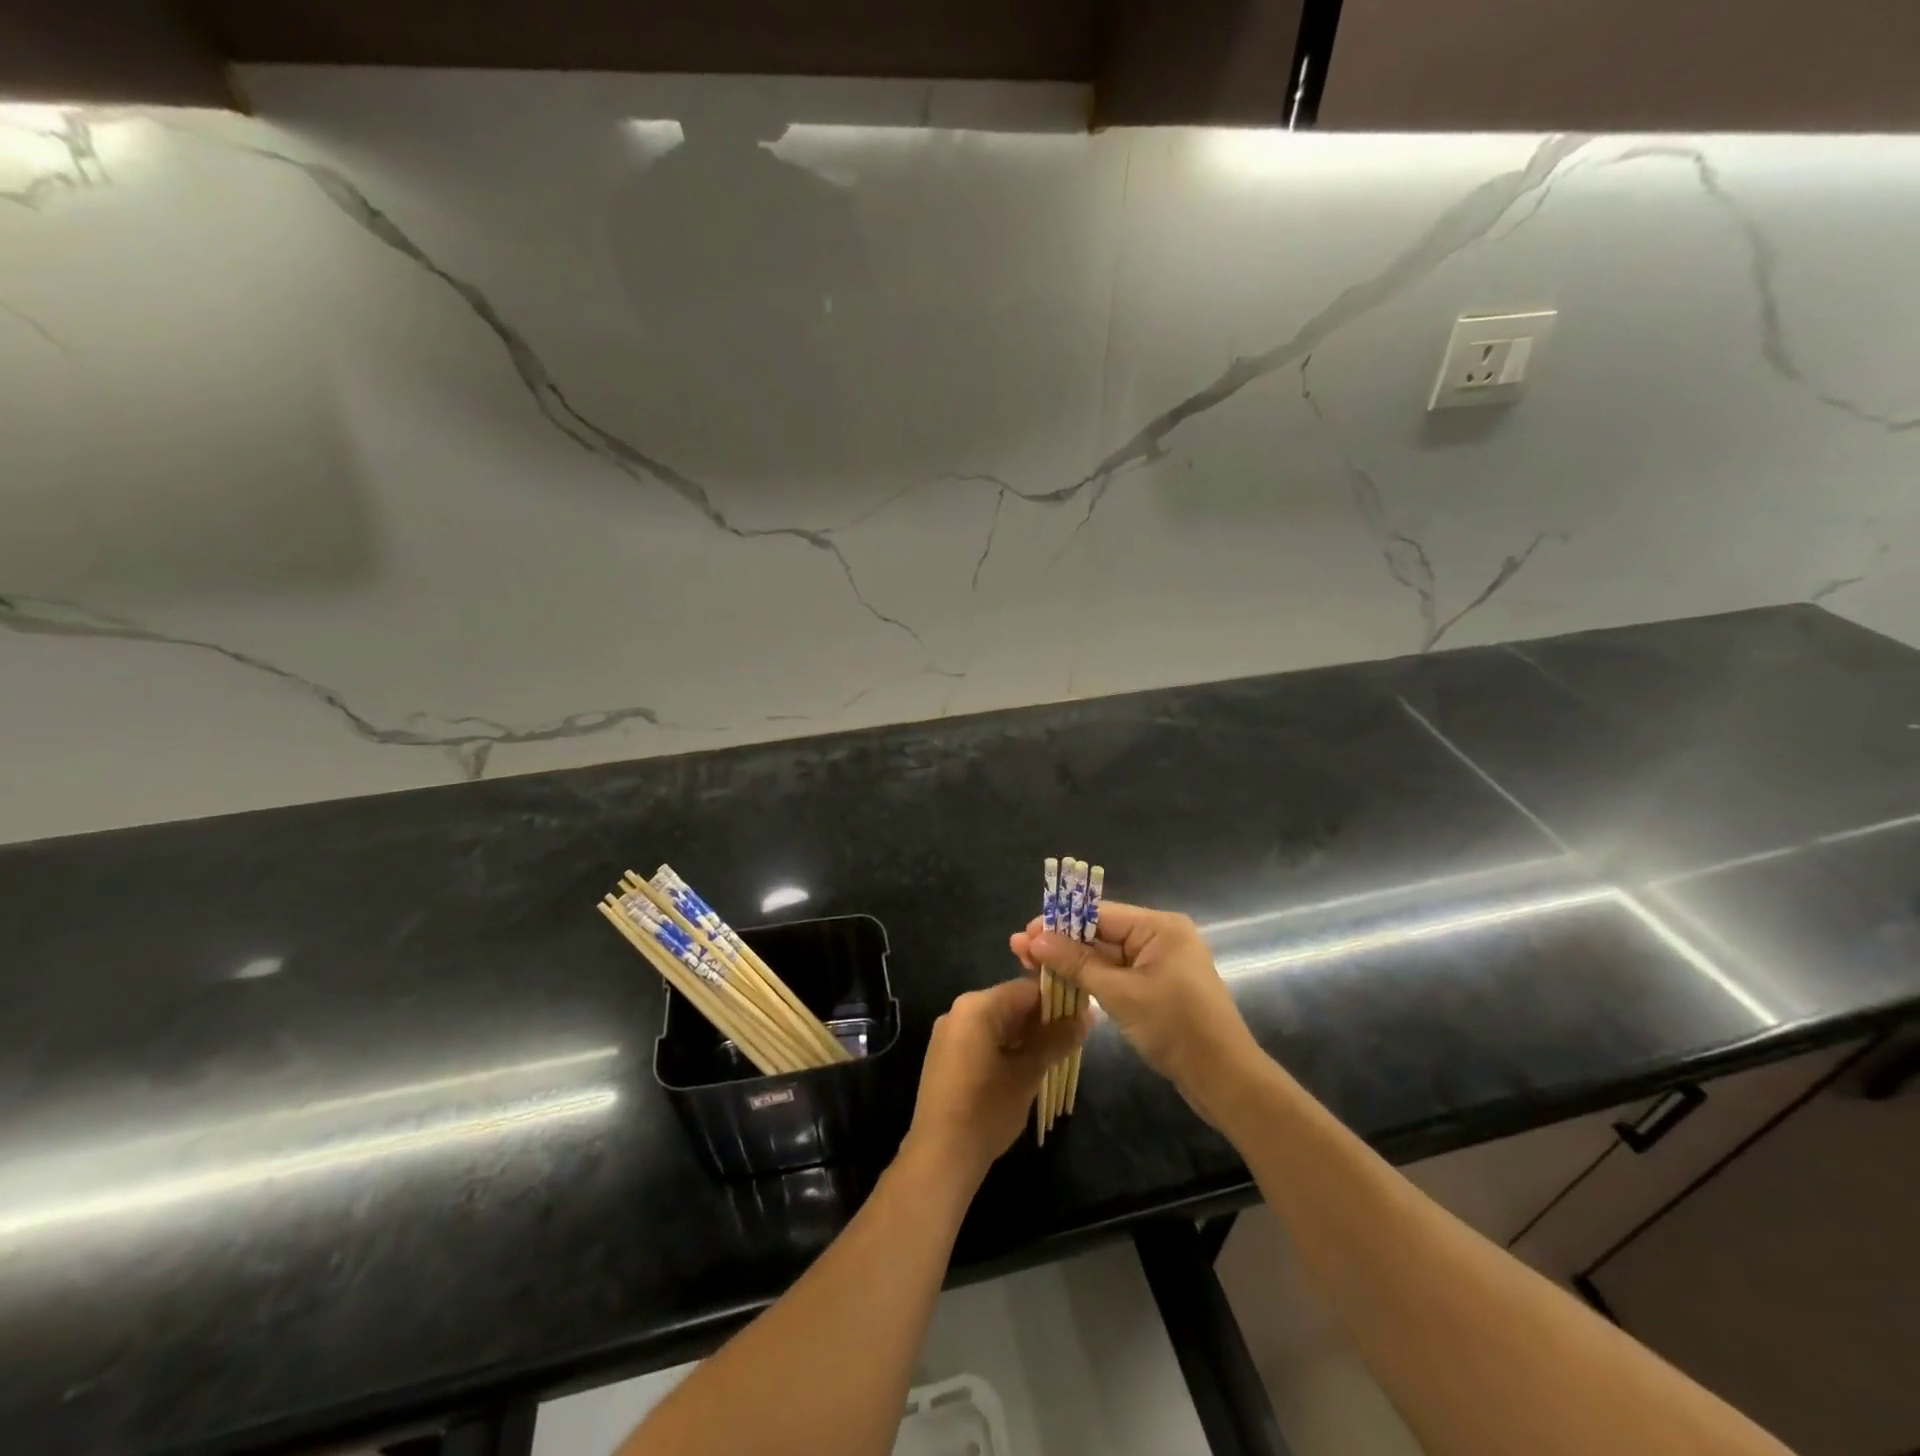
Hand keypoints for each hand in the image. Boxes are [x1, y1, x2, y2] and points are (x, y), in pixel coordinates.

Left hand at [906, 978, 1087, 1187]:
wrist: (940, 1155)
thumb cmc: (987, 1110)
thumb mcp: (1028, 1073)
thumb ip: (1057, 1040)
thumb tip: (1087, 1016)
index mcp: (977, 1006)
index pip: (1027, 989)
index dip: (1059, 1000)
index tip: (1084, 1015)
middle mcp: (959, 1011)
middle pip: (1012, 1004)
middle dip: (1044, 1020)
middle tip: (1075, 1039)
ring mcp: (950, 1032)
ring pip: (999, 1022)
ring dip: (1027, 1035)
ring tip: (1057, 1054)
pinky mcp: (946, 1054)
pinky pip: (984, 1038)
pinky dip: (1007, 1046)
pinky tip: (1028, 1067)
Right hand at [1012, 901, 1260, 1120]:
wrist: (1224, 1079)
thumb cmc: (1175, 1028)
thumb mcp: (1120, 993)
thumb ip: (1077, 963)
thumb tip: (1036, 939)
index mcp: (1159, 927)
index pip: (1099, 913)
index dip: (1059, 921)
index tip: (1025, 933)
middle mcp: (1160, 936)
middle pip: (1100, 932)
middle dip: (1060, 942)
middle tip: (1018, 951)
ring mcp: (1159, 963)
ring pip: (1105, 955)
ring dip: (1071, 961)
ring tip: (1030, 965)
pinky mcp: (1157, 987)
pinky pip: (1117, 973)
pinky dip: (1090, 978)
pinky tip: (1060, 981)